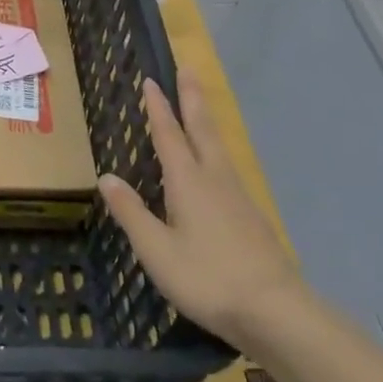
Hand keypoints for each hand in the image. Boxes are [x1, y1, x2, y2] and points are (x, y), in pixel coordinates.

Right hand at [98, 69, 301, 349]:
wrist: (276, 312)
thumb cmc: (207, 278)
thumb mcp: (156, 249)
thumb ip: (131, 212)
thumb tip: (107, 177)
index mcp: (188, 182)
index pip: (169, 135)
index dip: (158, 107)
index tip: (152, 80)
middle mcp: (215, 179)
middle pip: (202, 129)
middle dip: (193, 98)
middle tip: (189, 69)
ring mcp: (238, 197)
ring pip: (218, 147)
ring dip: (206, 121)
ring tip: (199, 108)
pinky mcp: (251, 216)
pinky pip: (227, 168)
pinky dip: (214, 150)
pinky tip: (213, 166)